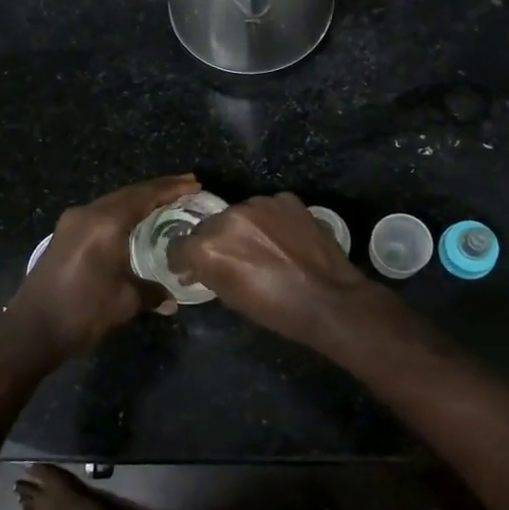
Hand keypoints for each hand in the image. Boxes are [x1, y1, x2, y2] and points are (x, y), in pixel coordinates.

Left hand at [3, 174, 199, 362]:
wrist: (30, 332)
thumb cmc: (82, 312)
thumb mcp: (125, 302)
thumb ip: (152, 292)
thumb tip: (172, 299)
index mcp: (105, 223)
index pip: (144, 196)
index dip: (171, 188)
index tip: (193, 183)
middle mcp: (87, 214)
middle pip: (128, 194)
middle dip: (157, 190)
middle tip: (185, 188)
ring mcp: (71, 223)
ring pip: (112, 202)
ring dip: (138, 200)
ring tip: (164, 203)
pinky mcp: (63, 235)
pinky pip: (99, 214)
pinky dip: (121, 213)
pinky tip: (134, 223)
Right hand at [169, 192, 375, 346]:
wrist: (328, 300)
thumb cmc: (276, 310)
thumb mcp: (231, 298)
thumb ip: (208, 273)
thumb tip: (196, 267)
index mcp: (209, 247)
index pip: (180, 245)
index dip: (183, 258)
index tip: (190, 267)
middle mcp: (228, 217)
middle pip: (209, 226)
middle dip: (214, 241)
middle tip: (232, 260)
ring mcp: (260, 204)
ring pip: (239, 213)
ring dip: (243, 228)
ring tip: (262, 248)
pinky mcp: (285, 199)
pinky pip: (268, 208)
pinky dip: (270, 221)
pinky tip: (283, 238)